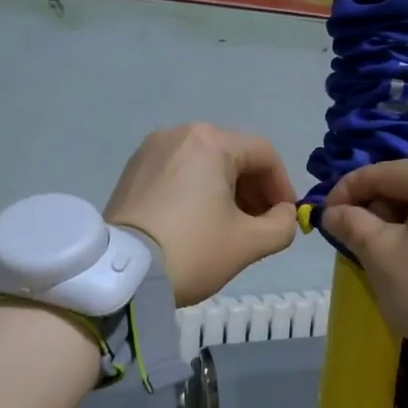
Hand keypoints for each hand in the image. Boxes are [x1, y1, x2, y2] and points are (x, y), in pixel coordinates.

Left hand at [105, 124, 297, 306]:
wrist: (122, 274)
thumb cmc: (193, 251)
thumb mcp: (249, 243)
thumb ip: (282, 225)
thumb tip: (283, 214)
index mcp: (211, 142)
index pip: (264, 154)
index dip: (283, 186)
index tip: (285, 218)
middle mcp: (179, 134)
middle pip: (233, 156)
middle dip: (254, 190)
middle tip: (260, 226)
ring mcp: (150, 150)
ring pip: (205, 165)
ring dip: (226, 192)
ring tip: (230, 228)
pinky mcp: (132, 171)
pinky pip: (178, 173)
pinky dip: (197, 192)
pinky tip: (198, 224)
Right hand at [322, 159, 407, 357]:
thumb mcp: (379, 253)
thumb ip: (351, 224)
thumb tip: (331, 213)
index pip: (383, 173)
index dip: (346, 191)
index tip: (323, 214)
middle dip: (374, 209)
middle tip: (349, 236)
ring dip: (396, 224)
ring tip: (374, 250)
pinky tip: (406, 258)